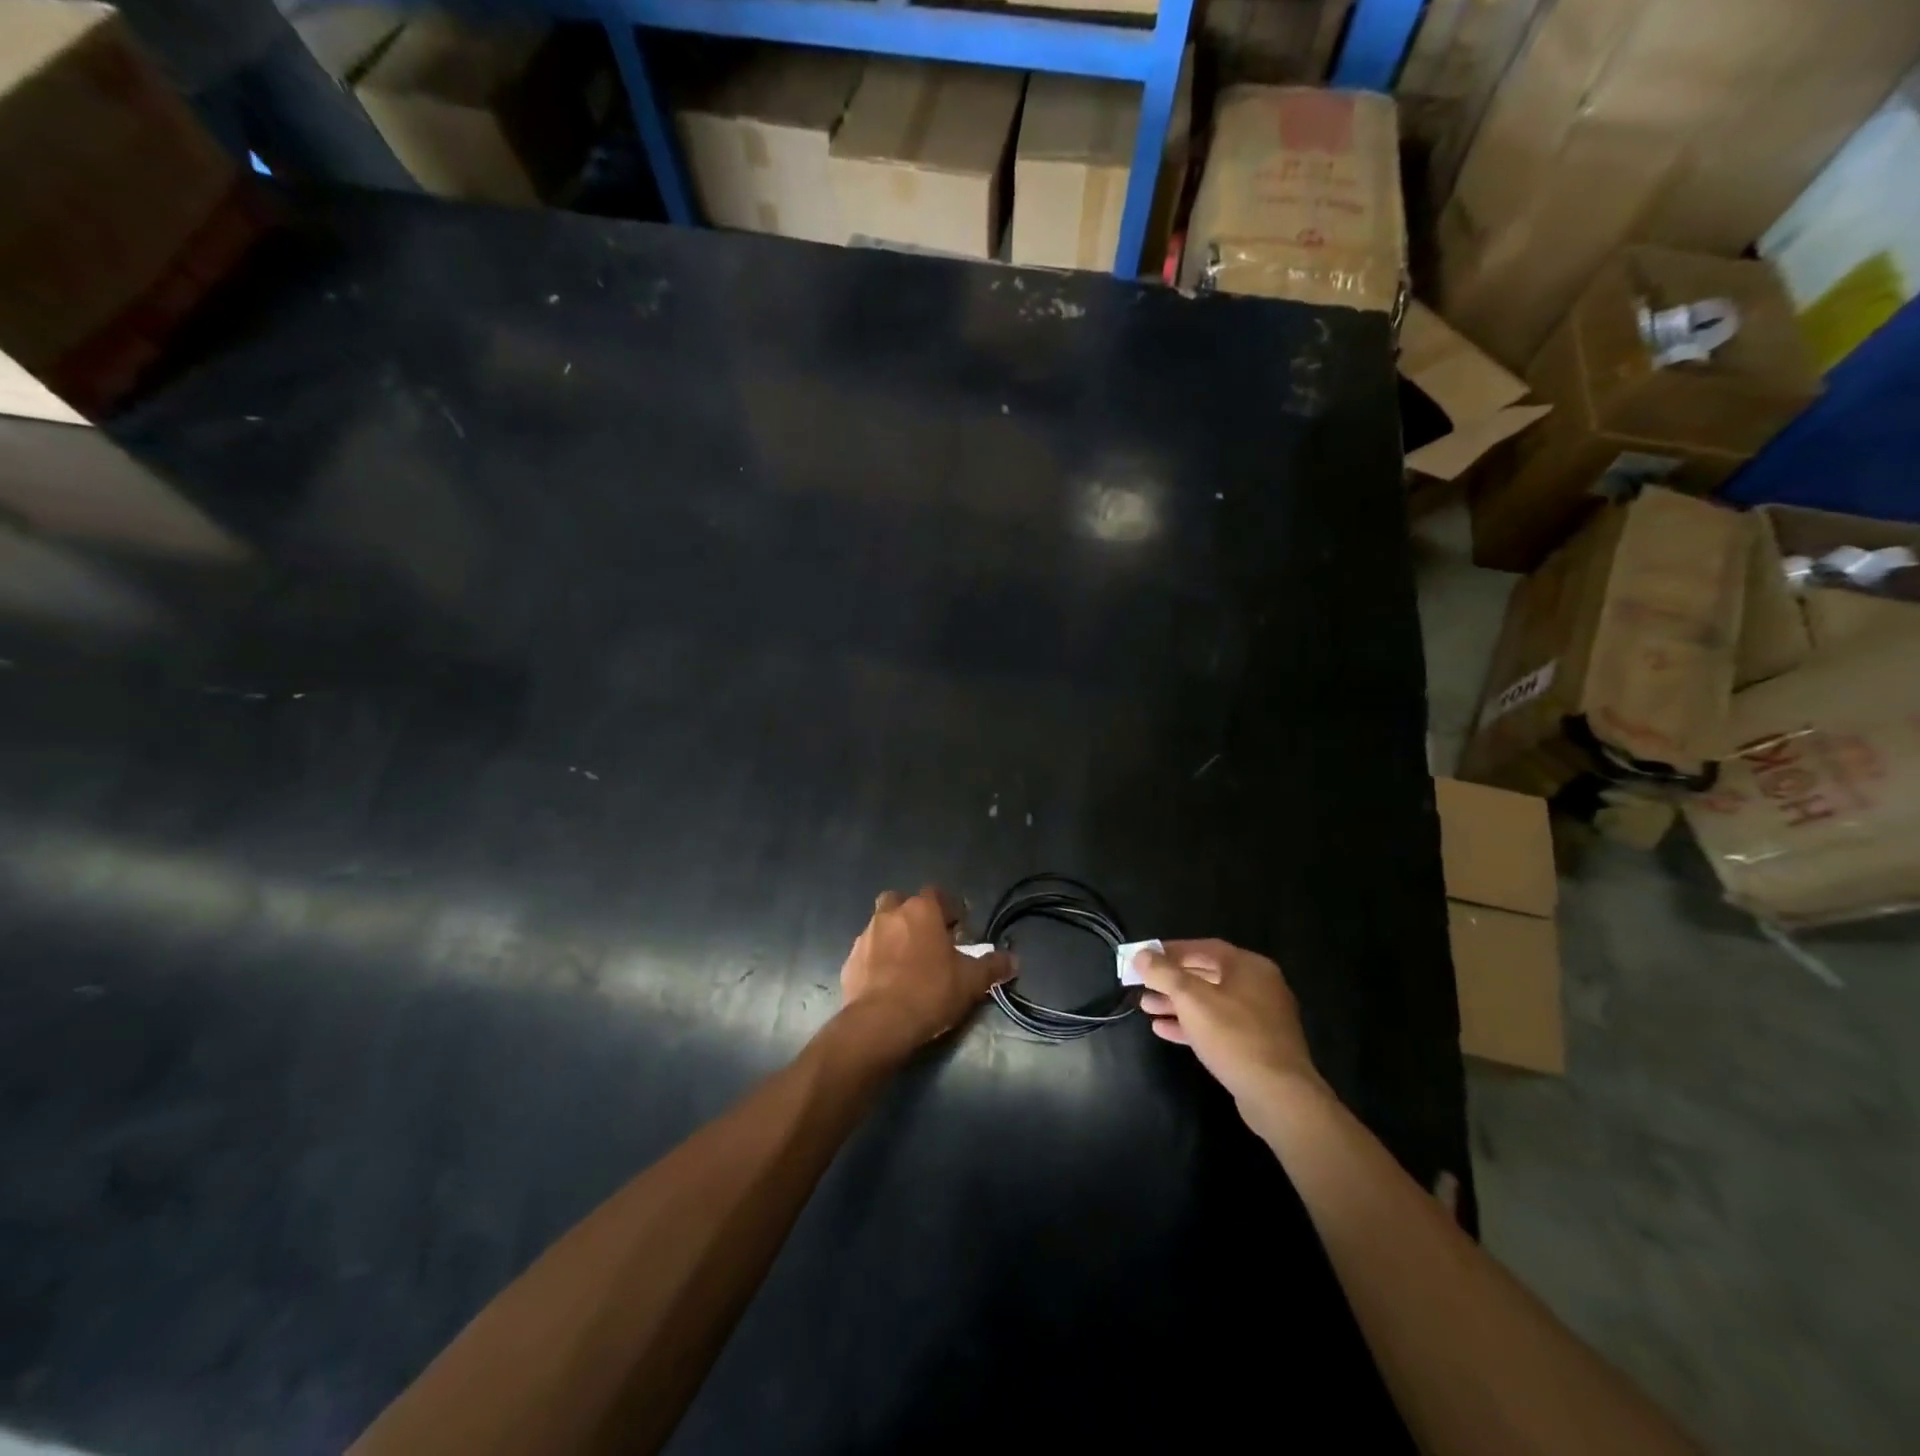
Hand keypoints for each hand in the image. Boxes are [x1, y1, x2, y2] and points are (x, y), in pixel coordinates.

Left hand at [839, 887, 1010, 1057]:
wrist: (880, 1022)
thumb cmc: (931, 991)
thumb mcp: (971, 982)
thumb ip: (992, 967)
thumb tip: (1013, 960)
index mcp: (921, 910)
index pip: (937, 894)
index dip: (949, 909)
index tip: (958, 930)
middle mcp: (890, 914)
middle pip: (901, 902)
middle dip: (913, 915)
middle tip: (928, 940)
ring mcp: (866, 936)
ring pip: (881, 926)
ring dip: (894, 937)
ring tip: (907, 964)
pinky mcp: (850, 961)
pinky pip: (867, 953)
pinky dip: (877, 961)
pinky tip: (888, 983)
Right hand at [1135, 939, 1323, 1109]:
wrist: (1279, 1096)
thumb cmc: (1233, 1036)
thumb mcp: (1191, 999)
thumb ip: (1163, 973)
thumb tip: (1141, 955)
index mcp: (1249, 966)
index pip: (1202, 948)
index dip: (1169, 951)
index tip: (1143, 957)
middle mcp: (1258, 986)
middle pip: (1206, 974)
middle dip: (1171, 980)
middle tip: (1141, 984)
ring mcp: (1260, 1017)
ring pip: (1210, 1002)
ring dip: (1177, 1003)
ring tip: (1146, 1007)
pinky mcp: (1257, 1045)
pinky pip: (1219, 1026)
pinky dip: (1192, 1024)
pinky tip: (1164, 1030)